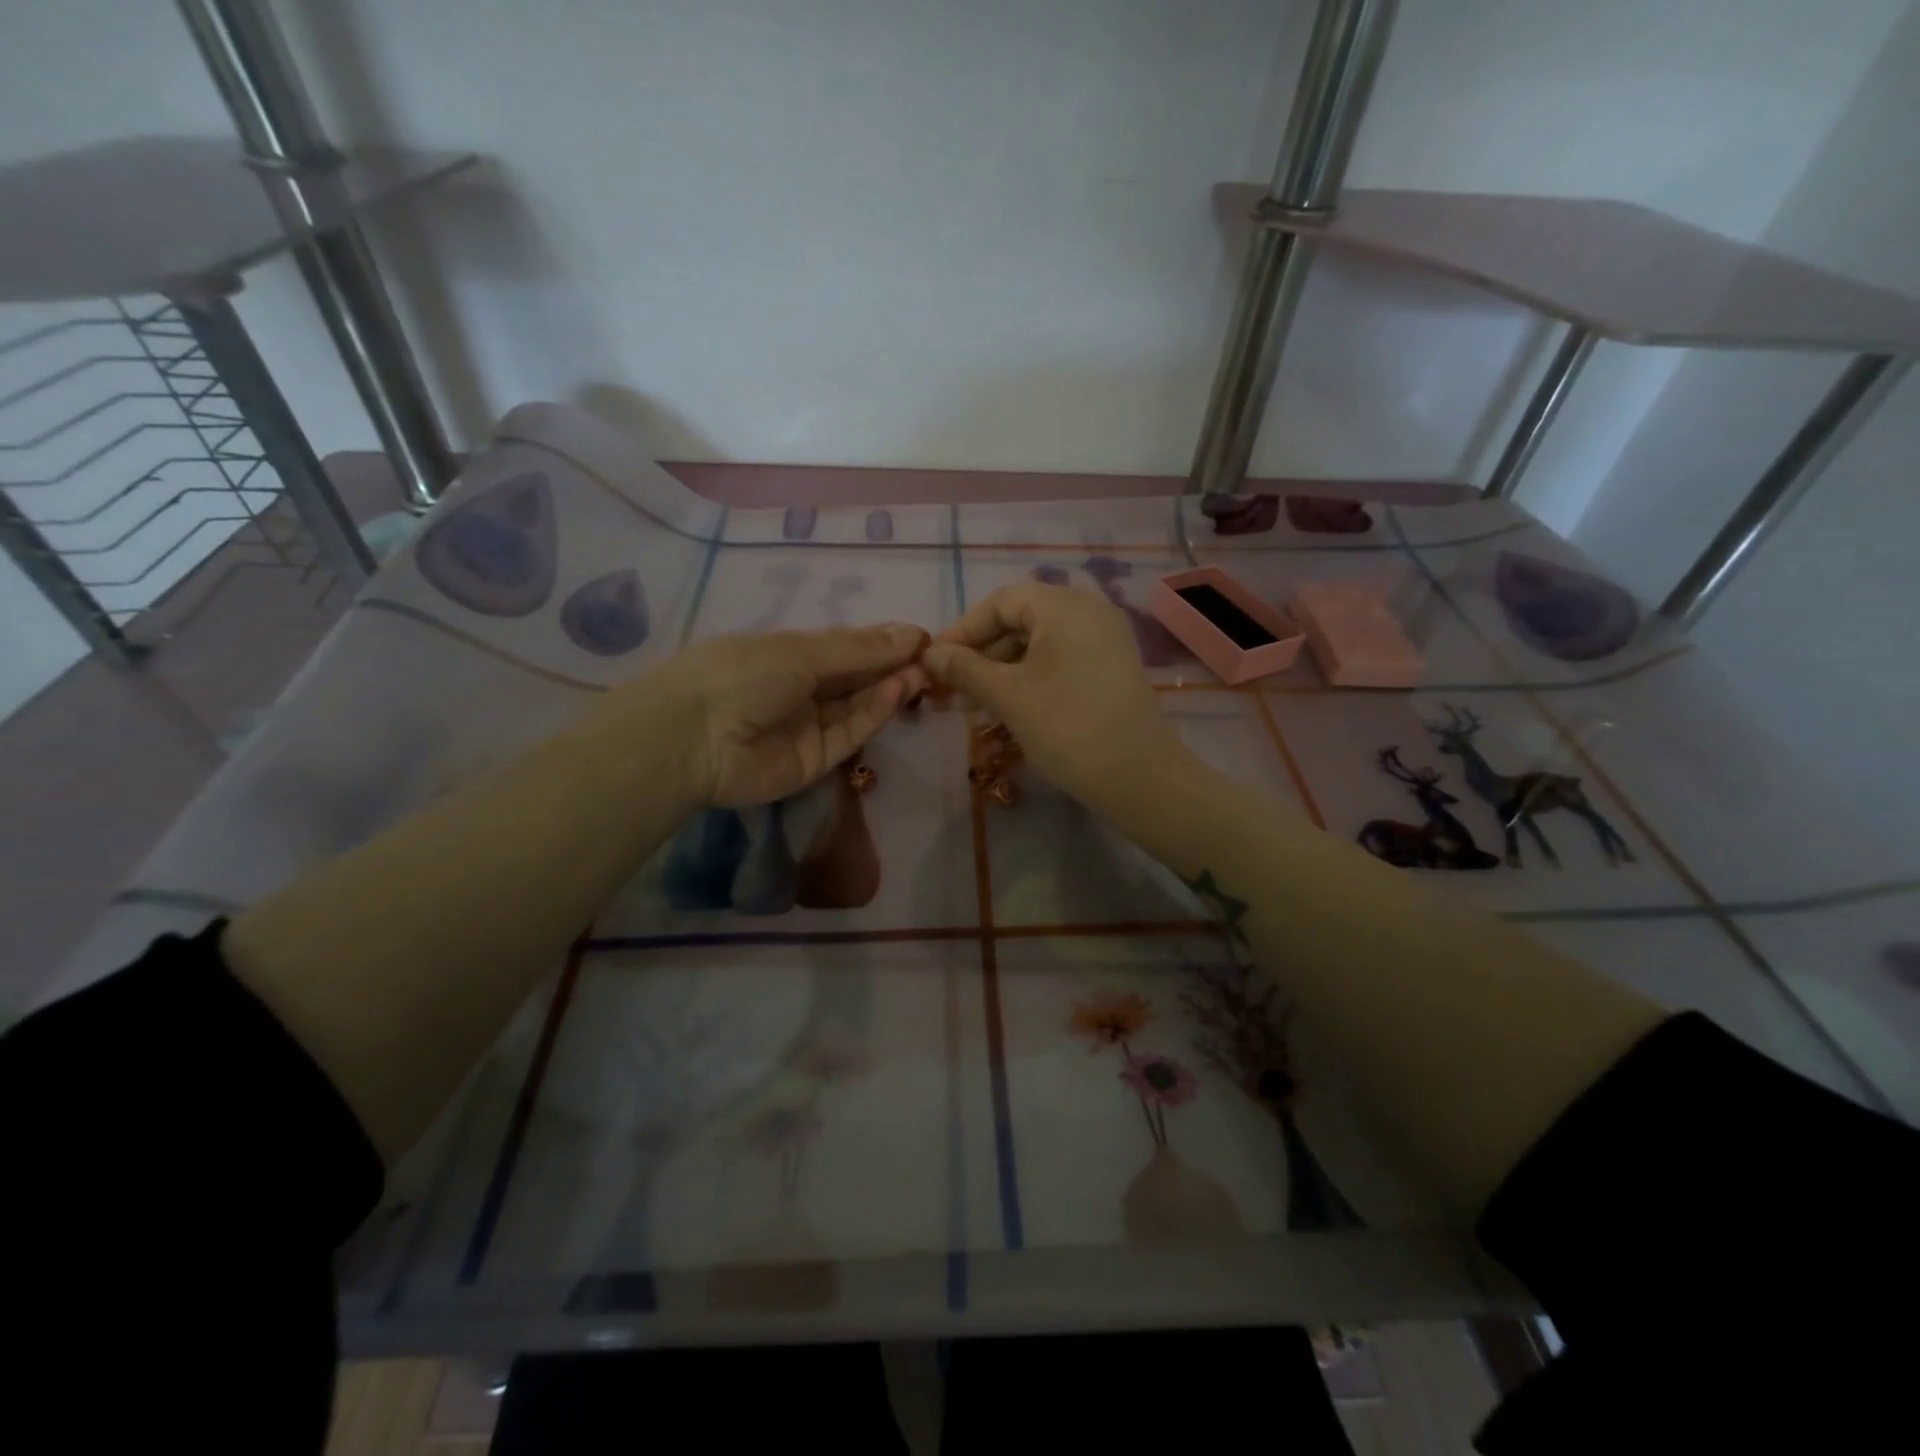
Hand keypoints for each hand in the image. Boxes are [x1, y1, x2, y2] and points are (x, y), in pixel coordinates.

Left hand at [642, 624, 928, 808]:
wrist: (694, 737)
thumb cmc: (741, 674)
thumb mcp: (802, 652)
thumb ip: (859, 649)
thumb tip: (911, 633)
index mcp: (787, 655)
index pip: (843, 647)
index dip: (880, 642)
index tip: (919, 637)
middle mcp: (799, 690)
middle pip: (854, 678)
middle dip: (890, 666)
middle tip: (930, 657)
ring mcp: (806, 727)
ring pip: (856, 707)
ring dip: (888, 688)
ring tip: (921, 672)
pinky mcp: (814, 761)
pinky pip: (849, 733)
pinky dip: (874, 713)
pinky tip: (897, 690)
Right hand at [924, 582, 1192, 813]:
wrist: (1138, 776)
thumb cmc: (1066, 727)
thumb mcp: (1008, 696)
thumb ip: (965, 669)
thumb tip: (930, 654)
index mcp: (1064, 606)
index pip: (1001, 601)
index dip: (964, 630)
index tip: (936, 662)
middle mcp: (1090, 610)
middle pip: (1023, 618)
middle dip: (984, 652)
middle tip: (955, 687)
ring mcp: (1106, 638)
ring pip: (1041, 642)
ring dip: (1005, 668)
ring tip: (979, 703)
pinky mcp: (1113, 666)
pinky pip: (1063, 658)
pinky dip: (1033, 675)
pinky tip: (1013, 705)